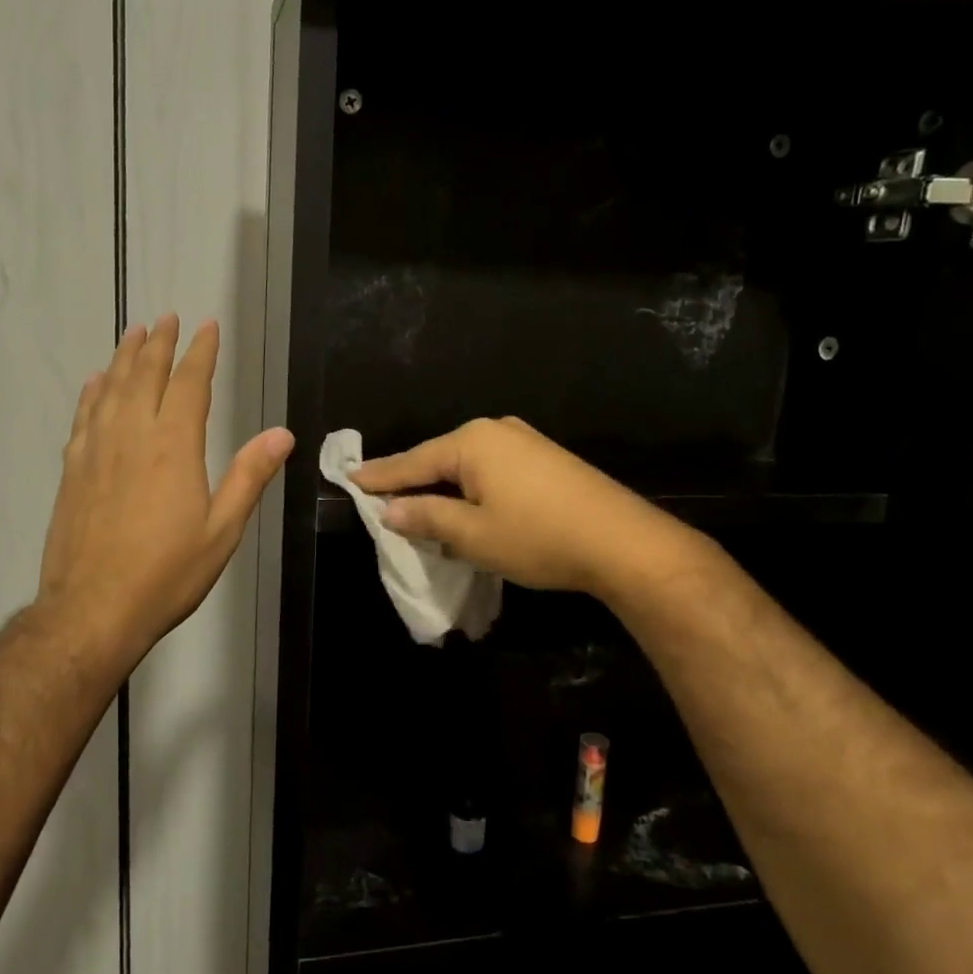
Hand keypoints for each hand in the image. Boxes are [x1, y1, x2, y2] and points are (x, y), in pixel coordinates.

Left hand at [36, 315, 292, 675]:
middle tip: (166, 318)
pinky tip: (95, 383)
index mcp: (173, 447)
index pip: (189, 384)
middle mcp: (132, 436)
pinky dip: (92, 393)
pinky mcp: (72, 471)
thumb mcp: (222, 530)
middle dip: (158, 343)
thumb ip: (249, 476)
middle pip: (144, 375)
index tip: (207, 326)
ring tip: (133, 333)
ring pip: (110, 389)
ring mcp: (96, 451)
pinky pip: (84, 417)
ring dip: (123, 357)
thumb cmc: (167, 574)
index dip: (200, 352)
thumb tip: (282, 434)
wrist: (92, 610)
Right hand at [352, 417, 708, 598]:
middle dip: (410, 479)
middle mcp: (495, 431)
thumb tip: (390, 510)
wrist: (623, 542)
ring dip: (442, 485)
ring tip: (415, 500)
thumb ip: (426, 517)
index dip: (380, 476)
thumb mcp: (473, 534)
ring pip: (466, 464)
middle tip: (377, 493)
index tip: (350, 478)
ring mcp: (524, 441)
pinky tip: (464, 502)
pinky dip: (470, 486)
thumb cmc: (538, 537)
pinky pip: (491, 469)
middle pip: (439, 458)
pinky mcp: (545, 458)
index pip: (412, 461)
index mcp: (471, 442)